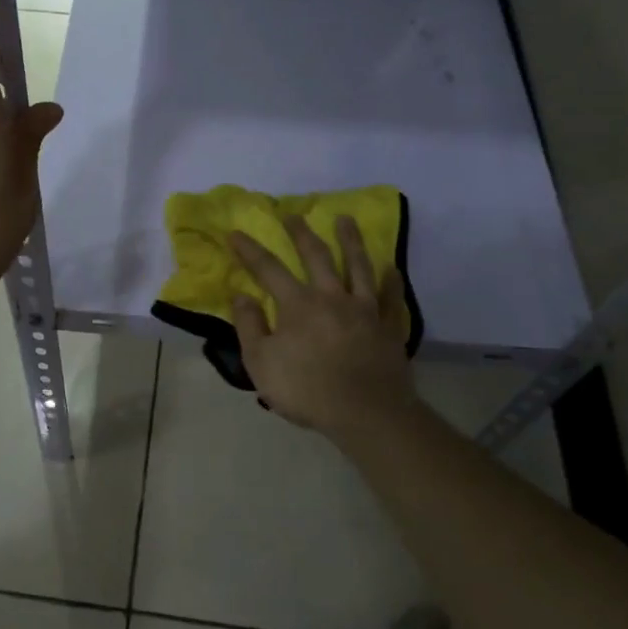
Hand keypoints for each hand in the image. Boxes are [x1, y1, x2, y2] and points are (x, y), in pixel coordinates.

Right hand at [231, 216, 416, 436]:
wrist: (366, 413)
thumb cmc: (306, 390)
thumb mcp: (260, 363)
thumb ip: (249, 326)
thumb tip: (241, 295)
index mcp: (298, 304)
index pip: (268, 269)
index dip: (250, 250)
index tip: (236, 232)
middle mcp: (332, 297)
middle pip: (316, 256)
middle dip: (302, 233)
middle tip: (294, 214)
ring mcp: (365, 309)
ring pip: (357, 266)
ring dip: (350, 240)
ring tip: (346, 219)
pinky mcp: (388, 327)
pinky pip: (391, 297)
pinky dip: (390, 281)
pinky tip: (390, 268)